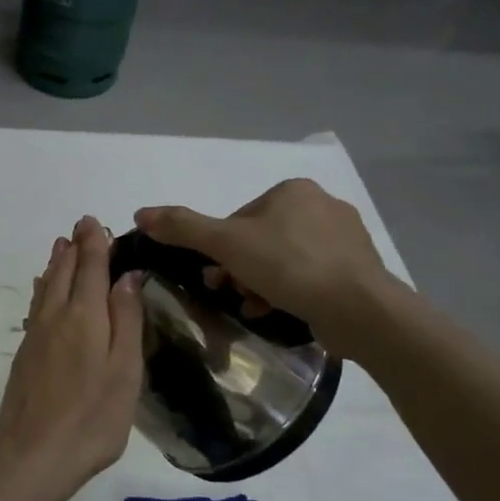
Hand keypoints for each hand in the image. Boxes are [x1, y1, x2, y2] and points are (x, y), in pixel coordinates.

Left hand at [0, 215, 143, 500]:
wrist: (32, 455)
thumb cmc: (92, 419)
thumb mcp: (124, 371)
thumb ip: (126, 321)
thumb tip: (126, 276)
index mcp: (84, 317)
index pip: (90, 268)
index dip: (94, 244)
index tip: (94, 222)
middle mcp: (55, 317)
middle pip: (64, 272)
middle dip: (74, 248)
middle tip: (80, 227)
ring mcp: (35, 336)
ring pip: (46, 287)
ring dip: (56, 264)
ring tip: (61, 246)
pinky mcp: (24, 355)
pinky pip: (36, 306)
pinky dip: (43, 289)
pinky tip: (42, 290)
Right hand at [134, 179, 397, 358]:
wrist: (359, 308)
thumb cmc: (289, 266)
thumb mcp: (226, 244)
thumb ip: (183, 227)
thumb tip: (140, 213)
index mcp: (292, 190)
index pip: (238, 219)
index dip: (220, 249)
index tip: (215, 275)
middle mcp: (322, 204)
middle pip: (259, 240)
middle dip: (240, 269)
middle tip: (231, 292)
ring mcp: (344, 237)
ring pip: (283, 260)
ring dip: (260, 283)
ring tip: (256, 306)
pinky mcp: (357, 268)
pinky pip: (310, 276)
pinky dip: (289, 291)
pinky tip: (281, 310)